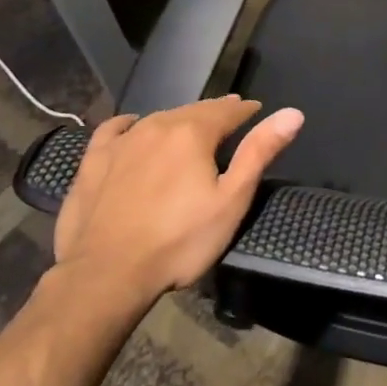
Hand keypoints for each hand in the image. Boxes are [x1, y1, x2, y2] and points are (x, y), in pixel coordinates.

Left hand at [55, 96, 303, 304]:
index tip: (257, 110)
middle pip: (194, 110)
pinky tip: (132, 128)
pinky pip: (115, 129)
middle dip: (215, 113)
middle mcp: (157, 125)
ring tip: (191, 127)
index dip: (246, 110)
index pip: (228, 110)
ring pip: (159, 118)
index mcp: (193, 132)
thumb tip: (293, 113)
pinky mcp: (93, 160)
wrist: (106, 275)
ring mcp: (121, 141)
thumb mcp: (231, 200)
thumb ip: (259, 152)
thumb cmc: (179, 241)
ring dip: (180, 120)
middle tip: (230, 117)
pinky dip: (130, 125)